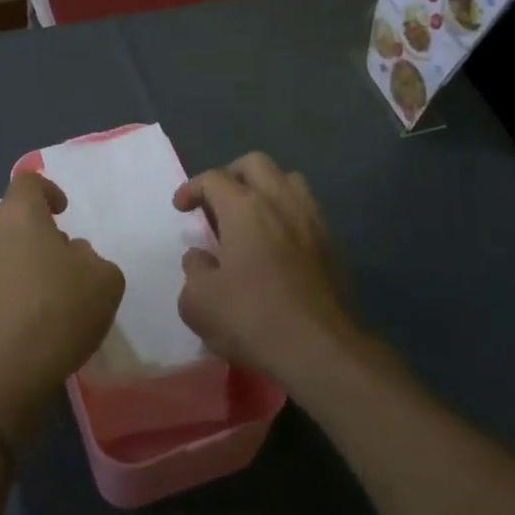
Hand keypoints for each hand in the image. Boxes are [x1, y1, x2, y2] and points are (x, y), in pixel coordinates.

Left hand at [0, 171, 124, 431]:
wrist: (0, 374)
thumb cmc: (58, 314)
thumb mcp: (104, 280)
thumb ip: (91, 256)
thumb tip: (70, 254)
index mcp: (18, 214)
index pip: (28, 181)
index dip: (48, 190)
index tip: (62, 211)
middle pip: (8, 216)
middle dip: (31, 229)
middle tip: (55, 257)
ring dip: (12, 257)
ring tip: (36, 289)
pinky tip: (17, 314)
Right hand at [173, 153, 361, 391]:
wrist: (322, 350)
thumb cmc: (252, 319)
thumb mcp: (199, 302)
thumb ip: (194, 271)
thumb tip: (201, 258)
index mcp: (245, 208)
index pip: (214, 178)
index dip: (192, 188)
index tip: (181, 207)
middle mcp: (281, 203)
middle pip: (256, 164)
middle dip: (231, 175)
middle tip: (217, 202)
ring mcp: (313, 221)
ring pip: (289, 180)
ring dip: (265, 189)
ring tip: (250, 217)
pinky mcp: (334, 245)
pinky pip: (307, 211)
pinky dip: (287, 215)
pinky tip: (278, 245)